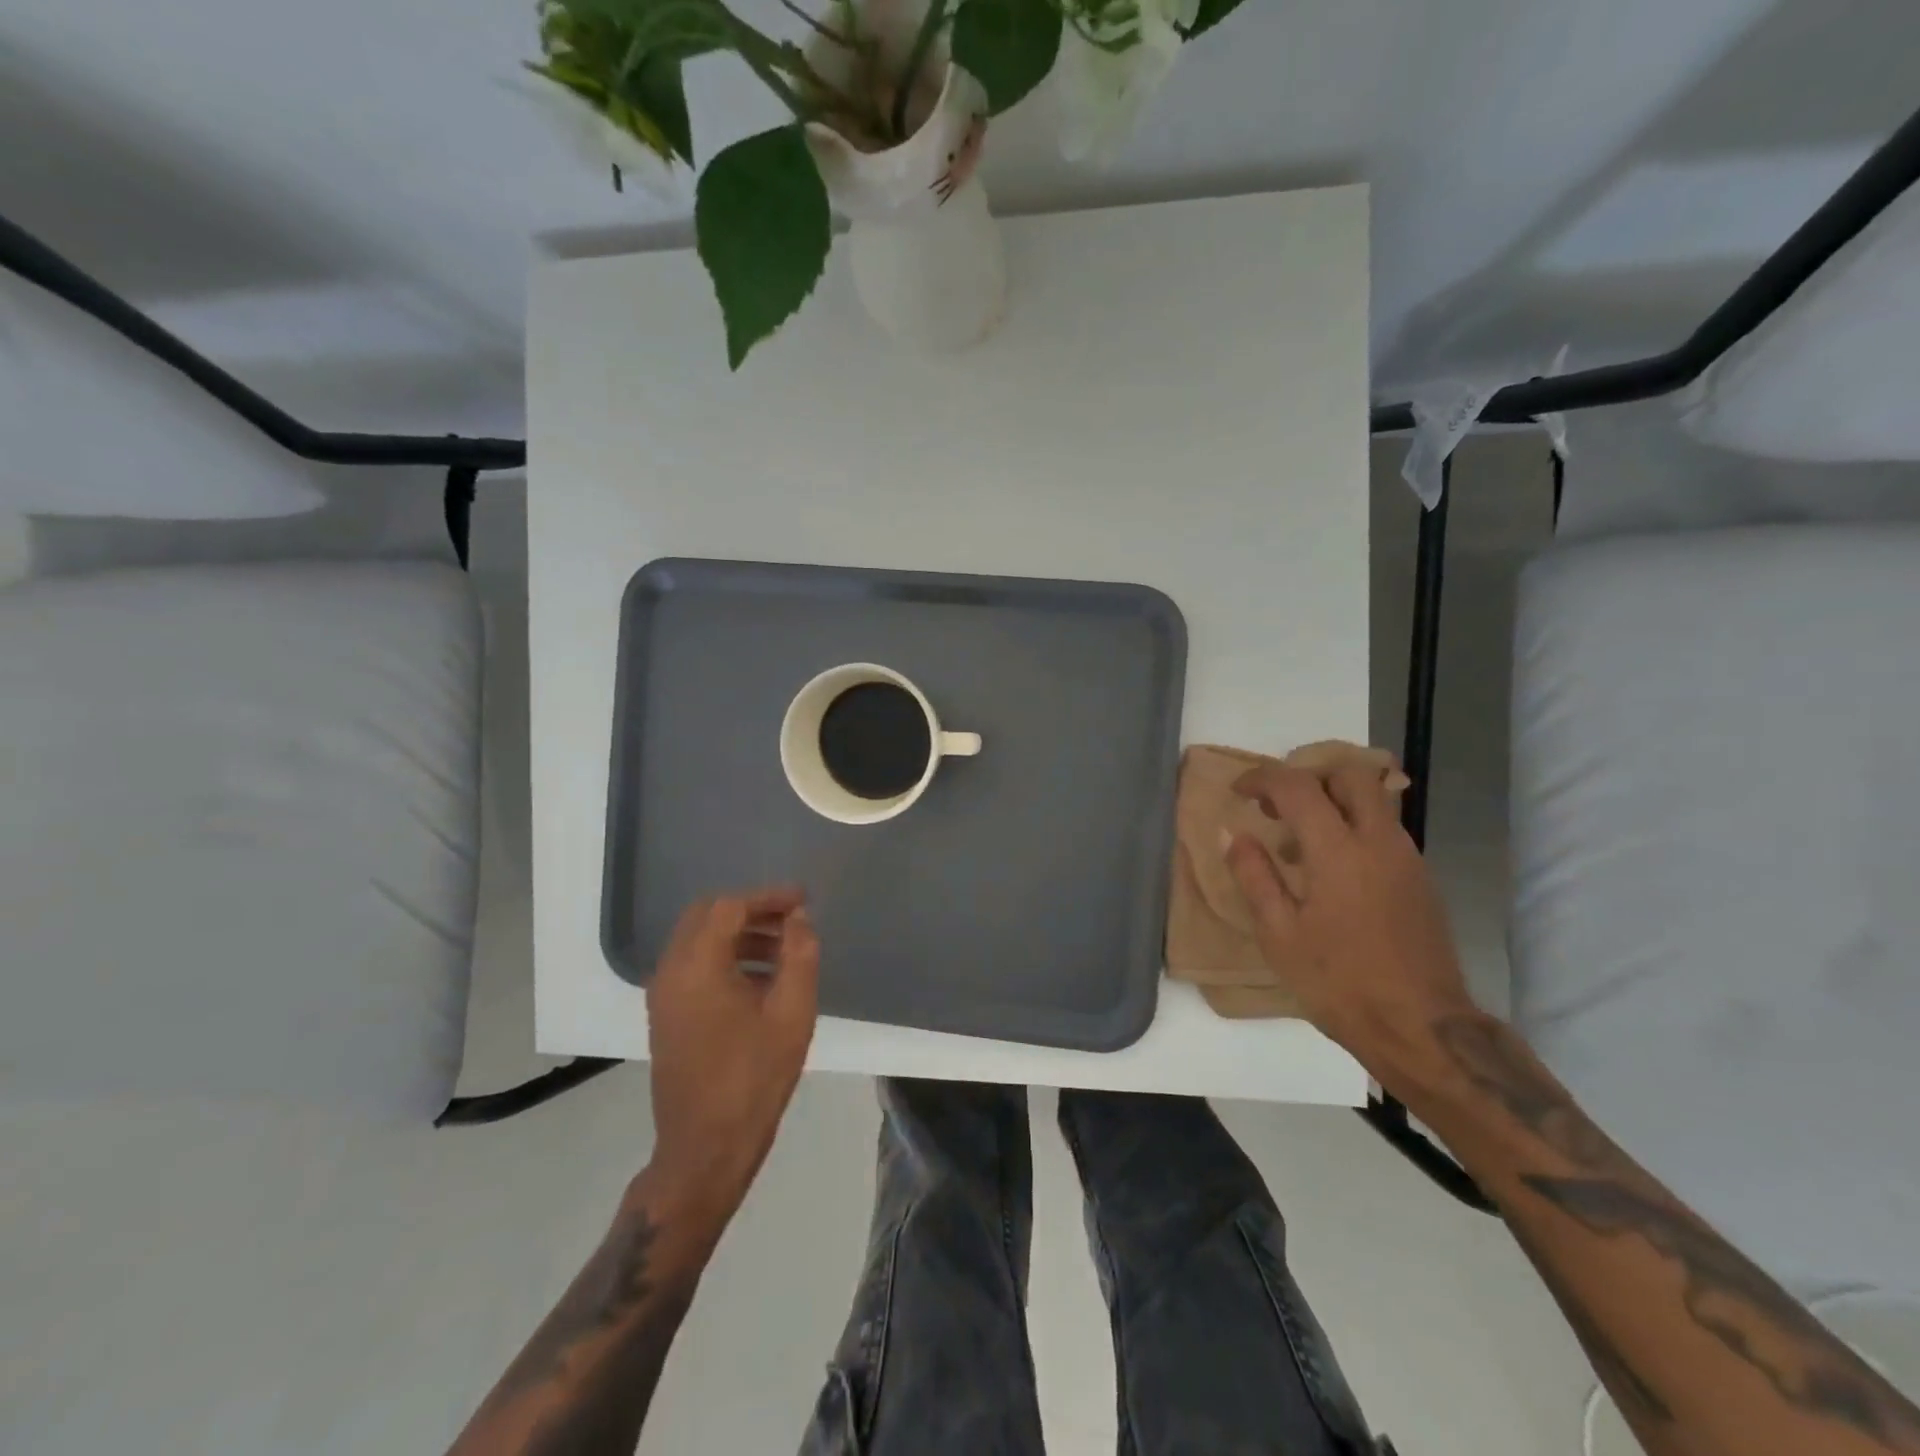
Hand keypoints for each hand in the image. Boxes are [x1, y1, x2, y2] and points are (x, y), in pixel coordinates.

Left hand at [645, 888, 819, 1235]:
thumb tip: (798, 919)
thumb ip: (799, 955)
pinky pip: (693, 966)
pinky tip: (761, 980)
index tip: (803, 901)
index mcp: (697, 966)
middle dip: (751, 910)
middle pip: (707, 915)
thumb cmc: (753, 1078)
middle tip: (791, 920)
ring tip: (784, 950)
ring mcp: (663, 995)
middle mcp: (670, 972)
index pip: (730, 907)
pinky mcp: (666, 1016)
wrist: (705, 1149)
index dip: (768, 897)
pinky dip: (724, 956)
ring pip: (698, 940)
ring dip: (738, 933)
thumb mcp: (792, 1013)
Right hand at [1225, 763, 1472, 1064]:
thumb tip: (1232, 833)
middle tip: (1277, 804)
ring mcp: (1407, 858)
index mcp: (1338, 851)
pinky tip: (1330, 869)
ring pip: (1373, 799)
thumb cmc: (1339, 982)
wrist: (1422, 1027)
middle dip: (1308, 777)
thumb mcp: (1279, 934)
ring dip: (1332, 801)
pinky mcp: (1421, 879)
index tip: (1239, 791)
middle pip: (1350, 775)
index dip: (1262, 779)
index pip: (1298, 787)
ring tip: (1298, 840)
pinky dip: (1352, 826)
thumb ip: (1253, 875)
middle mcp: (1379, 841)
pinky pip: (1383, 828)